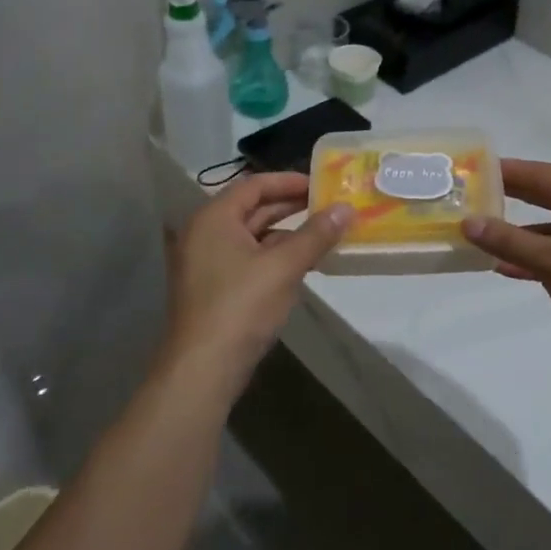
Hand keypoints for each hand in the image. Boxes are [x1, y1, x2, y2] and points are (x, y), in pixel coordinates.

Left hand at [160, 173, 351, 397]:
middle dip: (289, 207)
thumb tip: (347, 208)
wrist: (203, 368)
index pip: (253, 185)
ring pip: (251, 236)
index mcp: (214, 218)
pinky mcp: (212, 288)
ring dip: (285, 233)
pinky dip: (272, 256)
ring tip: (322, 234)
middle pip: (251, 209)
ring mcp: (205, 262)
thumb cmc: (241, 306)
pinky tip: (300, 264)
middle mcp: (204, 233)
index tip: (320, 185)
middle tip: (327, 206)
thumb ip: (316, 234)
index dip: (288, 181)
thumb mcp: (284, 267)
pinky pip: (246, 259)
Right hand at [463, 160, 550, 384]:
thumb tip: (468, 222)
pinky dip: (539, 258)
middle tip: (478, 194)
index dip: (511, 171)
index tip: (479, 167)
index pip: (547, 175)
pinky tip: (507, 268)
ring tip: (485, 235)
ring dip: (523, 234)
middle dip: (515, 198)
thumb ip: (509, 240)